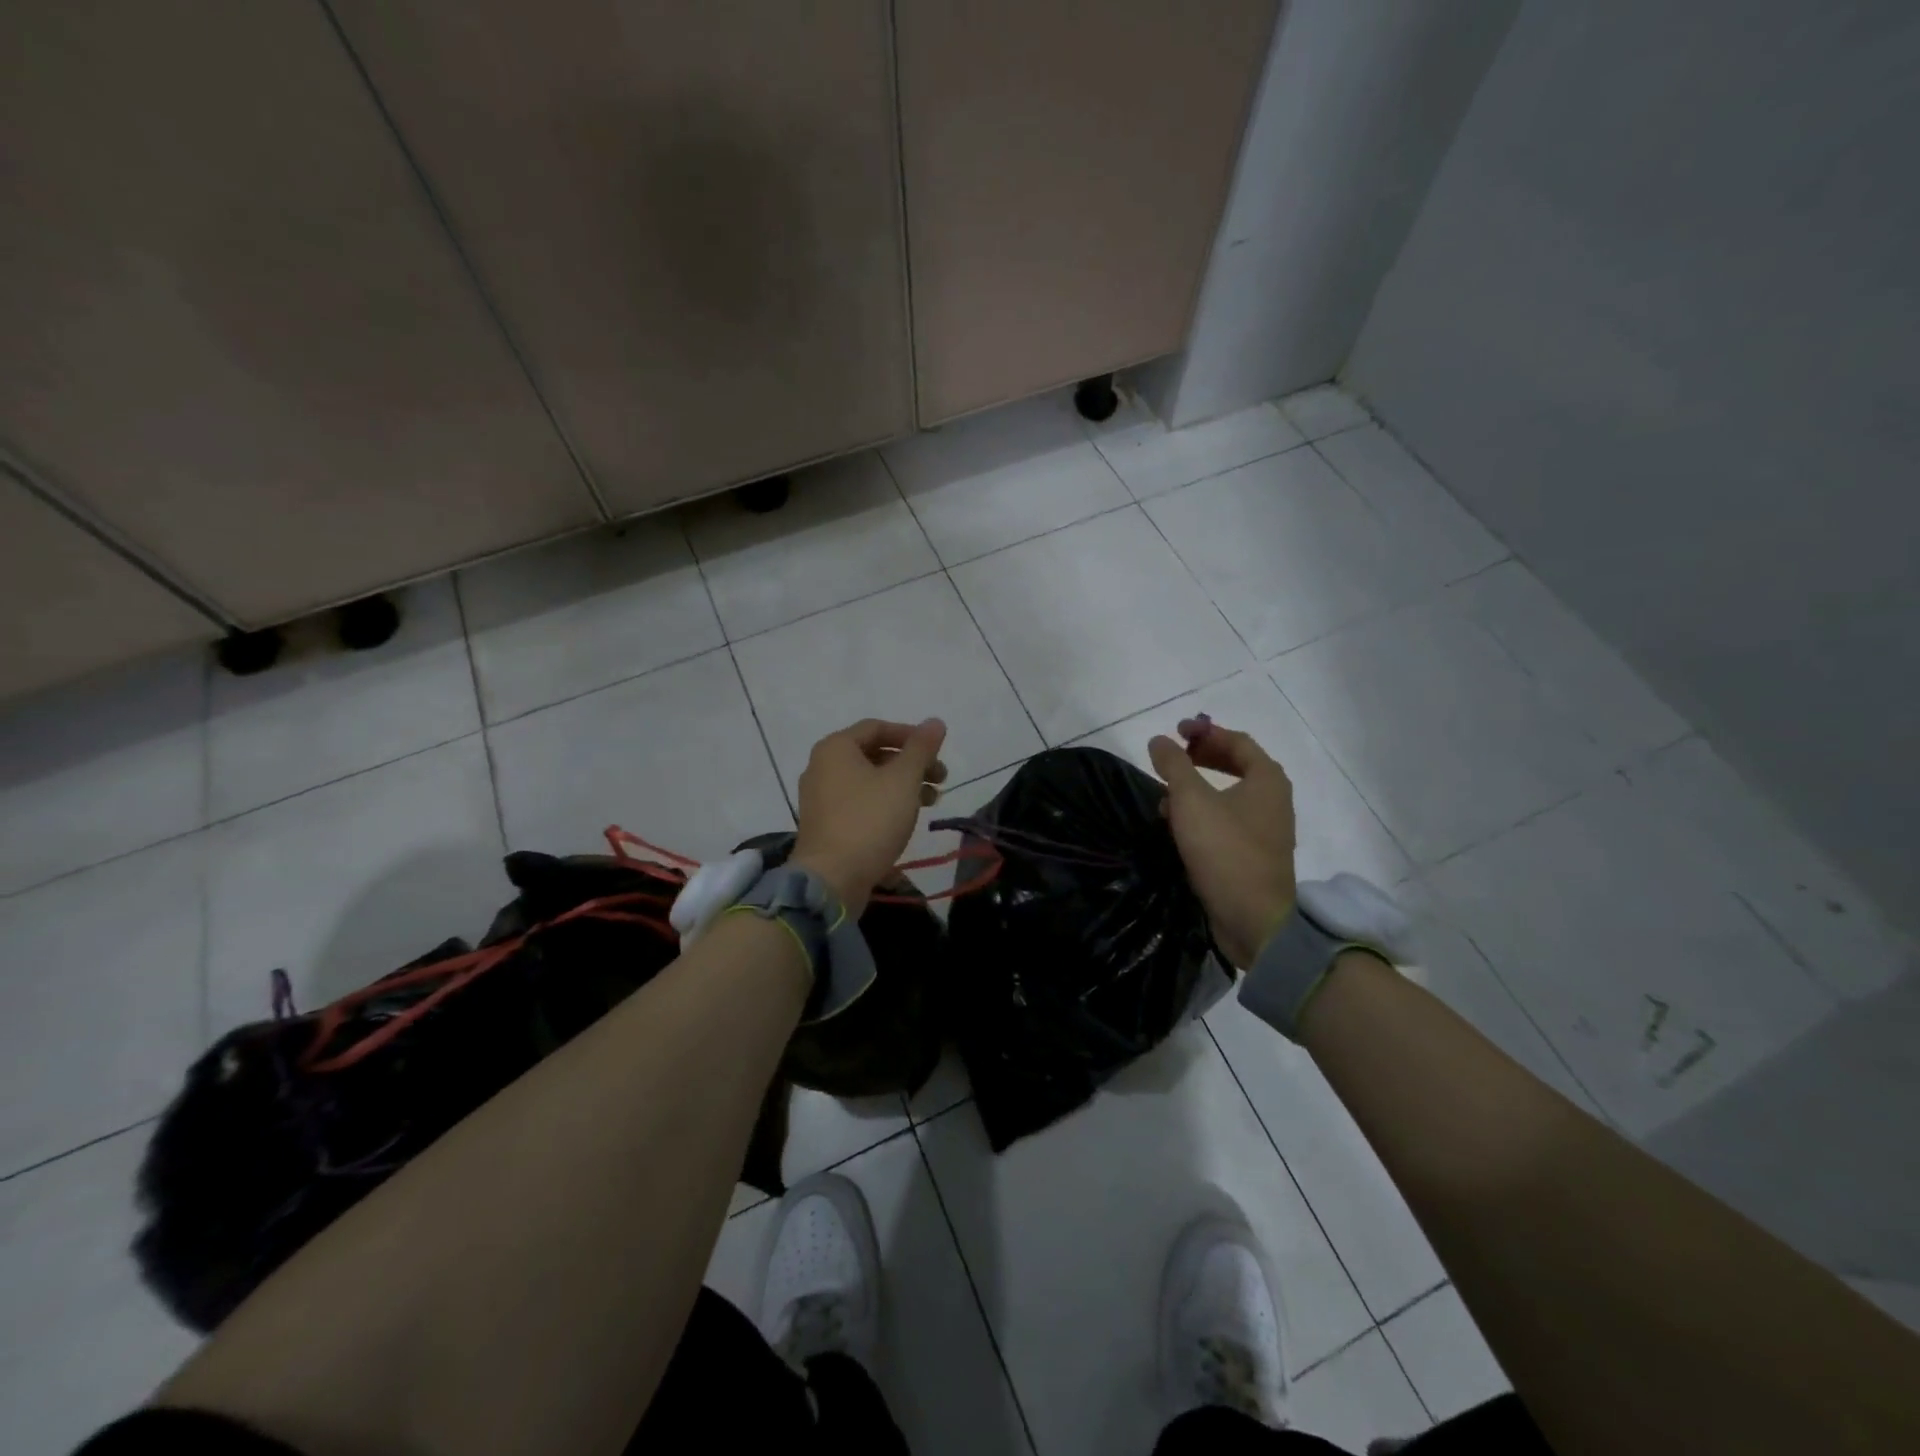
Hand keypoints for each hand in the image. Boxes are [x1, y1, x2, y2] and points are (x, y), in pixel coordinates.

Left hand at [791, 718, 947, 916]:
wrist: (832, 879)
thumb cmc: (870, 820)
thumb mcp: (903, 780)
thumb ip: (921, 748)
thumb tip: (935, 722)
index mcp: (836, 748)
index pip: (877, 727)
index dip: (911, 735)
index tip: (937, 751)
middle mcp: (821, 767)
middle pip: (873, 754)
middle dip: (911, 763)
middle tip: (941, 778)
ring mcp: (820, 798)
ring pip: (868, 780)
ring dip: (902, 785)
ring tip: (932, 801)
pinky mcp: (825, 824)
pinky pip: (859, 802)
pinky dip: (884, 803)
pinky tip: (906, 819)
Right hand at [1147, 717, 1296, 967]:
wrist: (1253, 919)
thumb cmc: (1225, 850)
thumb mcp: (1191, 801)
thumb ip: (1174, 765)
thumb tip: (1159, 741)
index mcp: (1267, 779)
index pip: (1236, 740)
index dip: (1204, 731)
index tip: (1175, 731)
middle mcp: (1273, 799)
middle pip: (1236, 765)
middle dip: (1201, 757)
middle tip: (1173, 757)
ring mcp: (1266, 829)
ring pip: (1229, 795)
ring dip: (1198, 788)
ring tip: (1166, 794)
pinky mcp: (1254, 854)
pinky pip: (1227, 821)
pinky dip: (1203, 814)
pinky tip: (1177, 826)